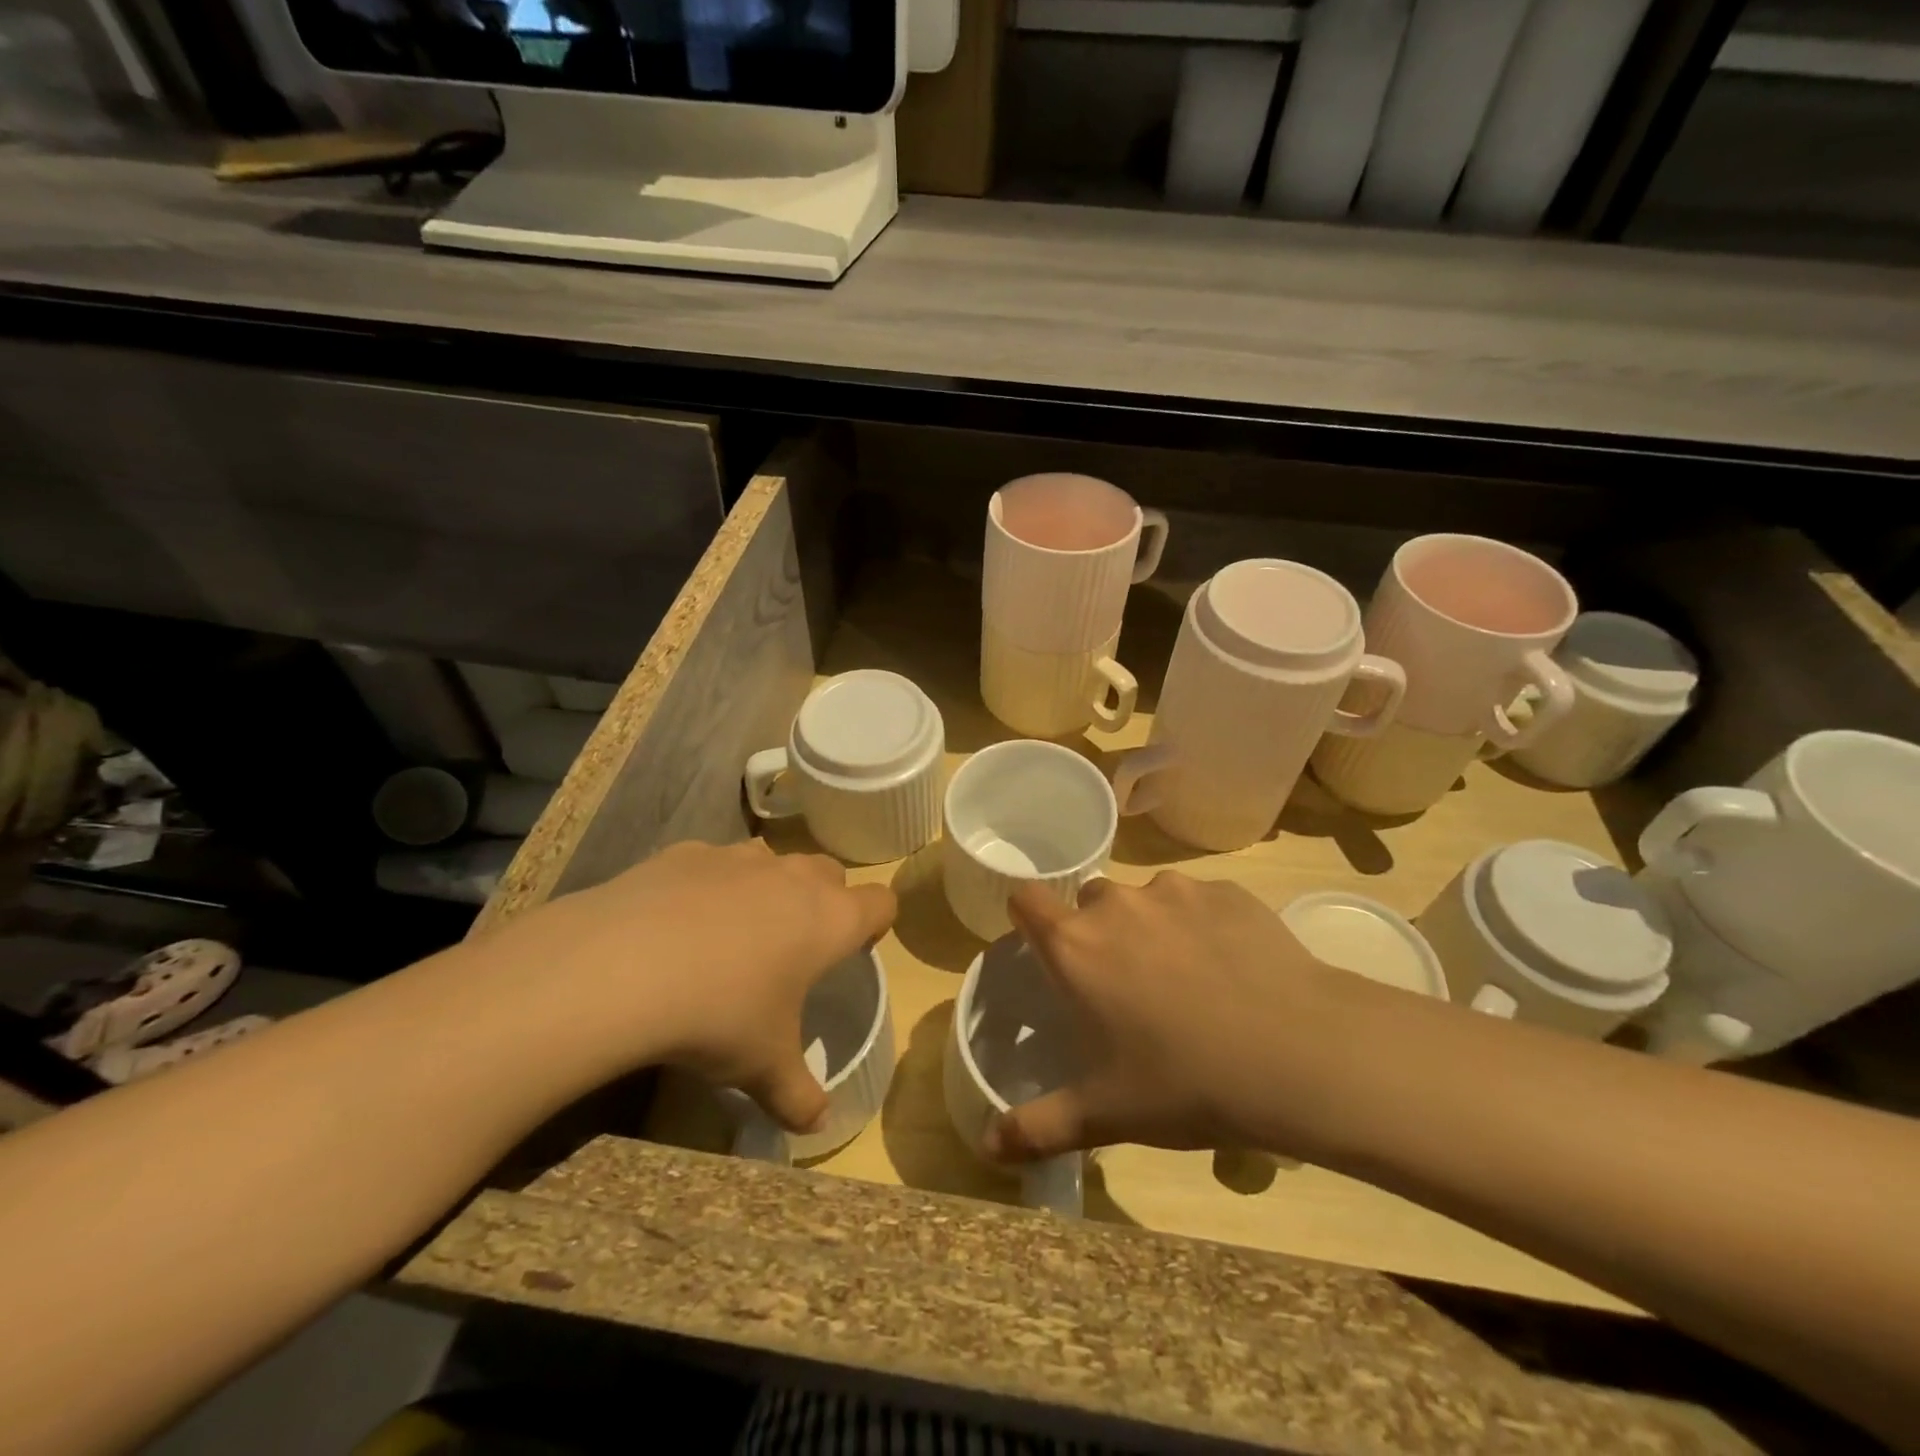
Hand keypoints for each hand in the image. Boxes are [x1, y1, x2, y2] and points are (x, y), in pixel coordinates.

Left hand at [498, 840, 894, 1132]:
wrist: (622, 968)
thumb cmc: (718, 1017)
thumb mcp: (762, 1068)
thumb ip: (799, 1096)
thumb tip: (820, 1125)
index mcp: (829, 920)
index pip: (881, 902)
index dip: (876, 923)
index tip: (856, 948)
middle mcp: (792, 878)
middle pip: (830, 872)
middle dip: (824, 900)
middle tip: (798, 945)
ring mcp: (738, 858)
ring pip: (773, 859)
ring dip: (769, 886)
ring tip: (738, 930)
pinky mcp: (686, 852)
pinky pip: (713, 861)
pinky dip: (709, 884)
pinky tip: (677, 921)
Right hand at [990, 872, 1382, 1163]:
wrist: (1301, 1055)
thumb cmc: (1187, 1084)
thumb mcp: (1106, 1114)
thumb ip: (1038, 1128)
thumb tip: (987, 1150)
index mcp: (1076, 946)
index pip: (1025, 898)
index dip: (1028, 917)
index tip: (1045, 948)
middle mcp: (1117, 904)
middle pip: (1089, 902)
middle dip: (1099, 934)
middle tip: (1128, 986)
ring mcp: (1175, 891)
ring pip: (1146, 899)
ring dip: (1153, 928)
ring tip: (1189, 981)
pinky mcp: (1228, 891)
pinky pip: (1199, 902)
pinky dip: (1203, 925)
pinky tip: (1234, 970)